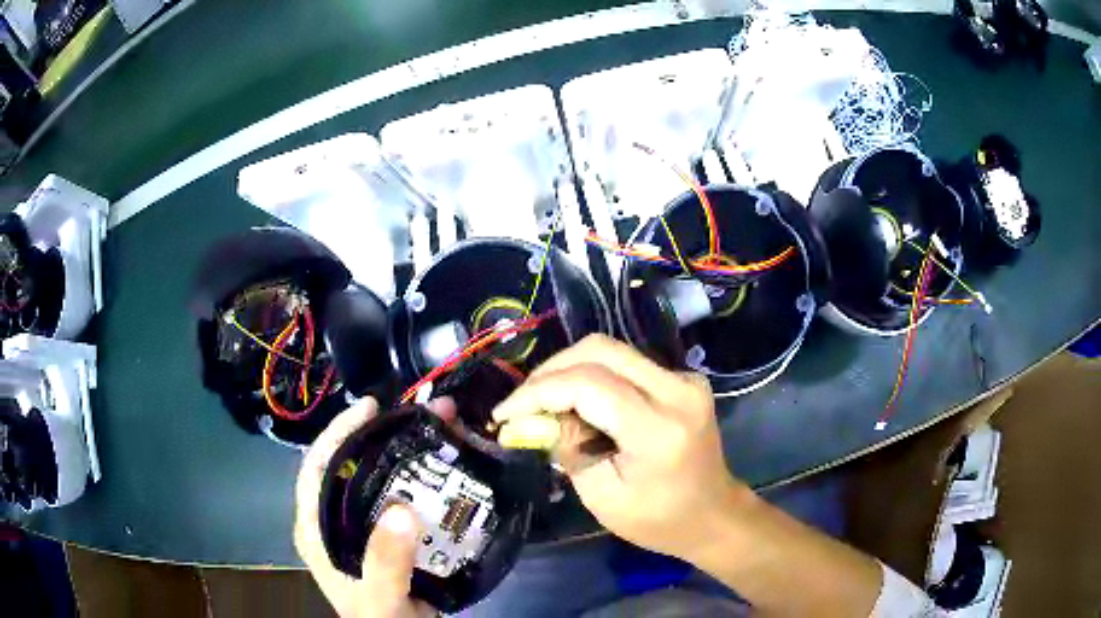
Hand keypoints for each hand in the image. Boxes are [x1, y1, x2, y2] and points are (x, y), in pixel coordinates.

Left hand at [294, 398, 455, 617]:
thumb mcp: (379, 597)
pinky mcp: (394, 536)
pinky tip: (450, 468)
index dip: (338, 433)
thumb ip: (384, 562)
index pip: (317, 468)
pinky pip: (409, 499)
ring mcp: (368, 527)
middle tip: (418, 412)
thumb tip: (402, 511)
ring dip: (411, 454)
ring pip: (384, 479)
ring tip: (443, 429)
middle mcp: (338, 520)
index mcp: (318, 528)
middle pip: (353, 466)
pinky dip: (428, 480)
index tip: (369, 408)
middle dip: (383, 436)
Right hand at [492, 335, 750, 561]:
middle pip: (600, 350)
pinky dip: (592, 376)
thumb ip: (565, 447)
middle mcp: (678, 390)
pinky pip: (627, 364)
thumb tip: (528, 418)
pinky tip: (577, 404)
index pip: (587, 384)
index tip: (503, 414)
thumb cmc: (658, 520)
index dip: (537, 392)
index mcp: (659, 428)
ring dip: (569, 371)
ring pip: (612, 351)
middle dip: (550, 372)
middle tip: (522, 403)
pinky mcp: (684, 379)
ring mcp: (686, 379)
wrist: (713, 514)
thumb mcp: (601, 495)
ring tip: (543, 404)